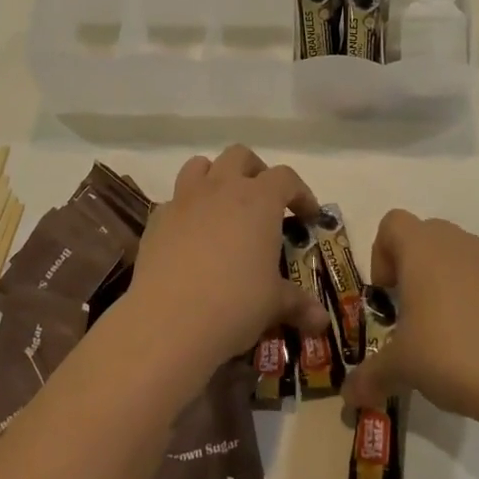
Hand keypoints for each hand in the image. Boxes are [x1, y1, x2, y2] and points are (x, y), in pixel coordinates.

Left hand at [118, 146, 330, 383]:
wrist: (168, 321)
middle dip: (255, 171)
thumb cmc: (235, 304)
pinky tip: (190, 238)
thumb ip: (298, 304)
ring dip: (215, 177)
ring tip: (223, 206)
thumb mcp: (274, 304)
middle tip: (264, 201)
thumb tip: (322, 321)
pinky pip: (174, 200)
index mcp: (259, 200)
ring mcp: (184, 200)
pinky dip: (186, 210)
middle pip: (240, 156)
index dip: (300, 193)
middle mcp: (222, 188)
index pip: (286, 178)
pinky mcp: (156, 219)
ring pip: (200, 165)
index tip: (308, 216)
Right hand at [342, 210, 478, 427]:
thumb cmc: (453, 355)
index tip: (387, 294)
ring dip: (447, 281)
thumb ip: (371, 376)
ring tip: (448, 331)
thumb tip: (348, 397)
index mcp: (423, 249)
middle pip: (426, 236)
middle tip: (412, 314)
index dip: (381, 253)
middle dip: (413, 268)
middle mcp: (458, 243)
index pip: (392, 224)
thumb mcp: (402, 368)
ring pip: (460, 256)